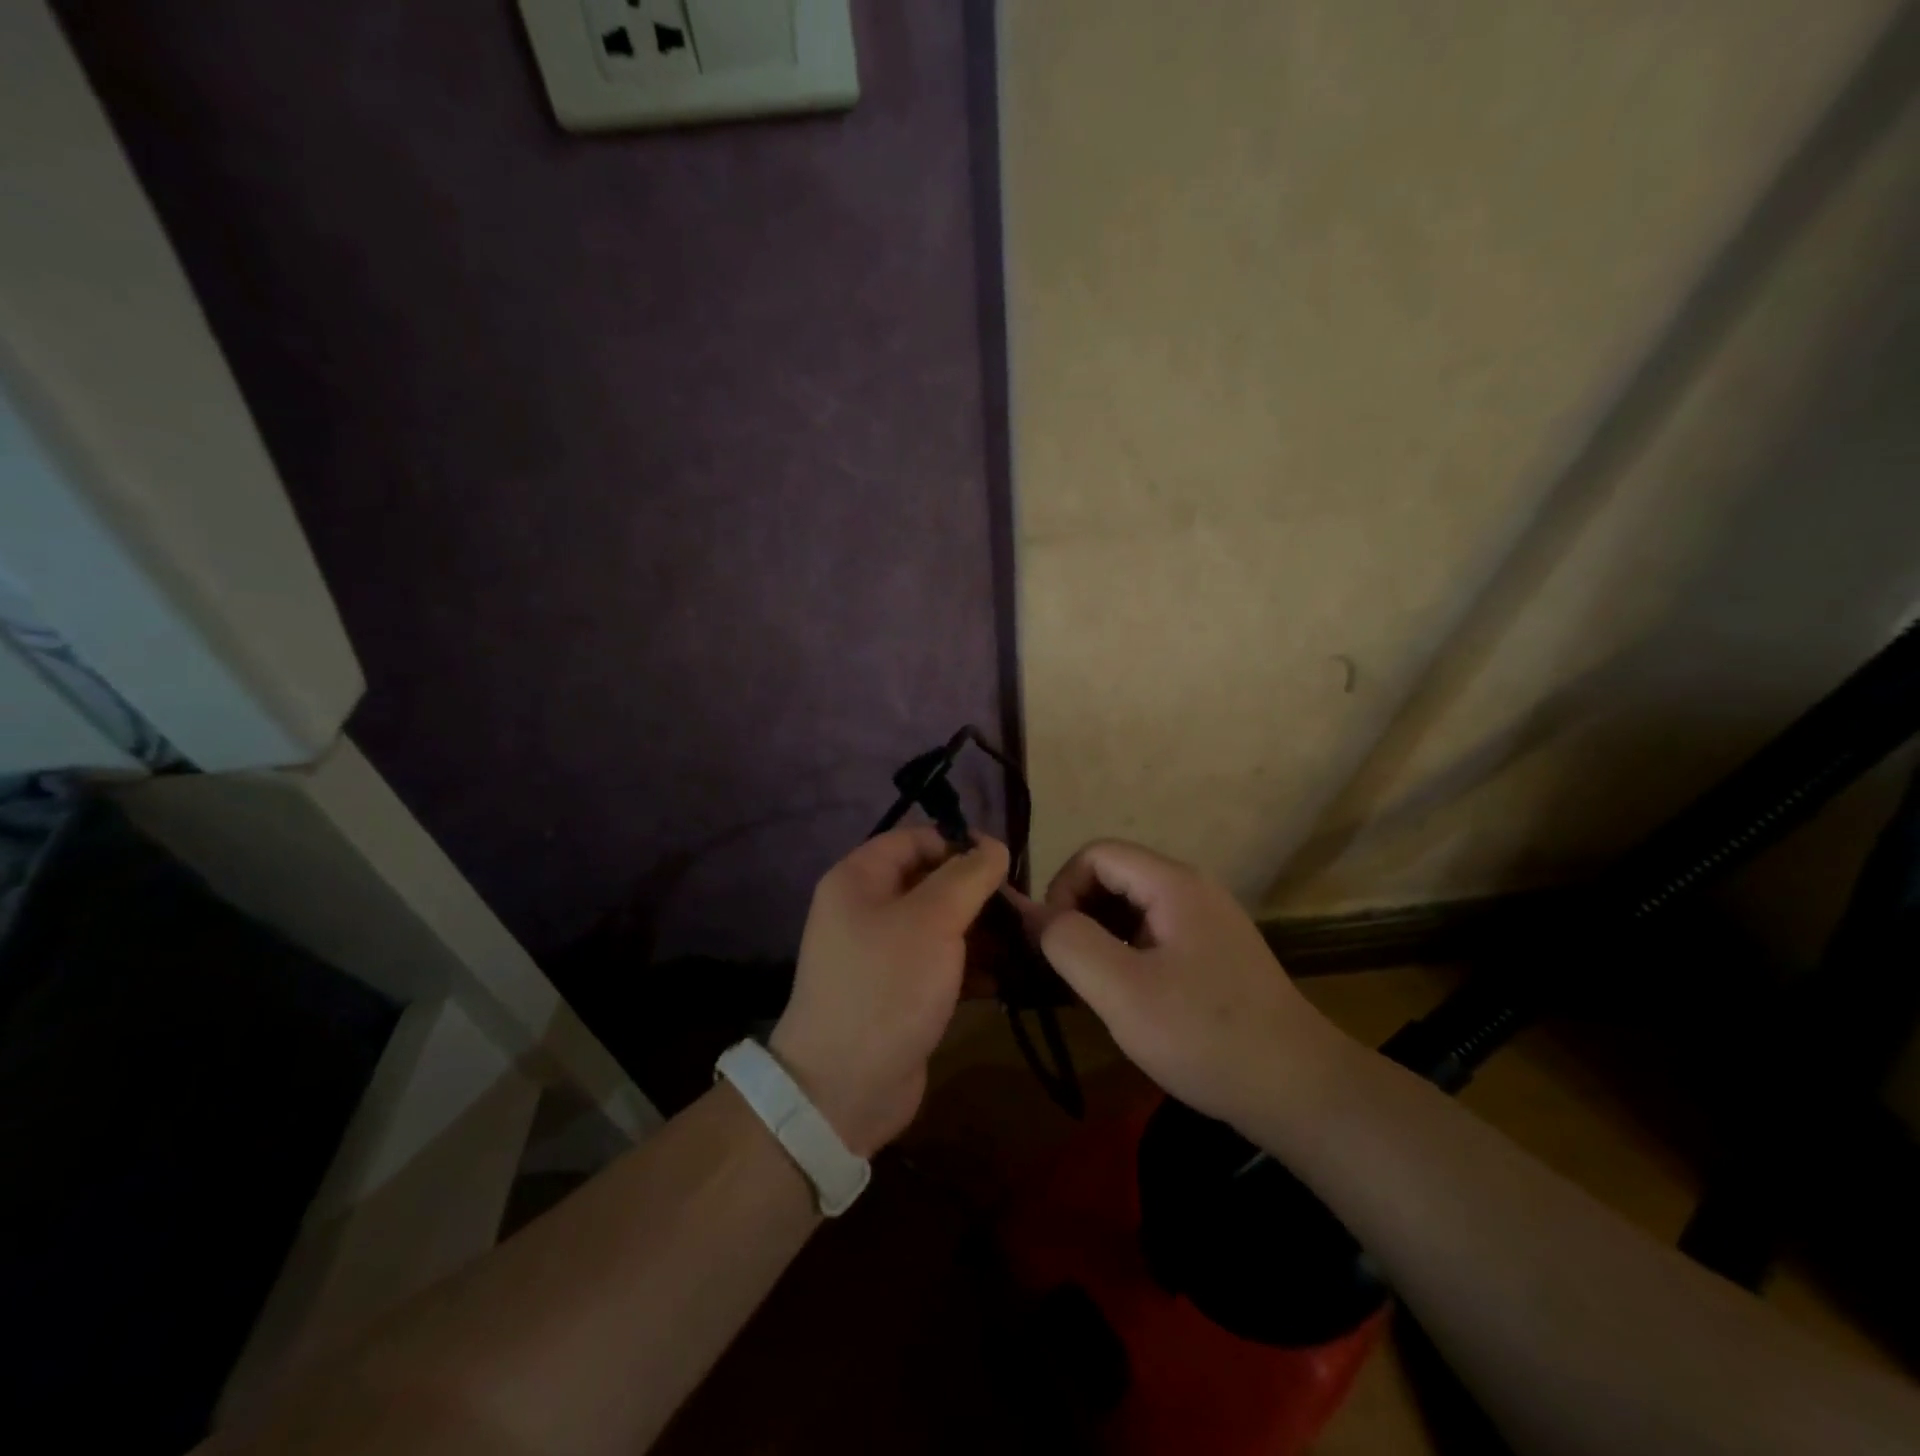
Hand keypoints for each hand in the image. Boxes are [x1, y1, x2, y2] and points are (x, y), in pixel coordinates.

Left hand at [771, 828, 1009, 1156]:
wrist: (845, 1087)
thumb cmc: (887, 985)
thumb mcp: (932, 919)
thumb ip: (967, 876)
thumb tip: (993, 845)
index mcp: (859, 879)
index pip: (915, 839)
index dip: (958, 843)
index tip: (1004, 863)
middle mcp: (867, 909)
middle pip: (932, 883)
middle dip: (978, 894)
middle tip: (1022, 911)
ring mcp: (884, 954)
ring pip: (942, 926)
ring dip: (983, 933)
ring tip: (1026, 944)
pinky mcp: (902, 992)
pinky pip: (942, 964)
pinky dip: (973, 967)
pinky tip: (1009, 978)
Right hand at [1020, 839, 1343, 1128]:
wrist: (1300, 1091)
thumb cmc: (1205, 1035)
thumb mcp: (1122, 992)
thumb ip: (1069, 943)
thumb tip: (1034, 915)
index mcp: (1174, 884)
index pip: (1096, 854)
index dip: (1062, 889)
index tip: (1053, 942)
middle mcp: (1193, 889)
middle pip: (1115, 875)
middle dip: (1080, 913)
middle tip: (1070, 968)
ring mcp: (1209, 920)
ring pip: (1134, 906)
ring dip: (1102, 935)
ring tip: (1095, 986)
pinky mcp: (1216, 952)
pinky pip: (1156, 932)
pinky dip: (1129, 952)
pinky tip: (1130, 997)